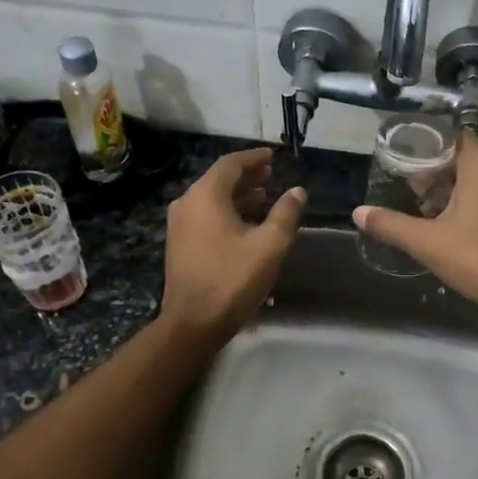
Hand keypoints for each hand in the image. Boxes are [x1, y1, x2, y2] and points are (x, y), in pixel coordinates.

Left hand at [160, 148, 305, 341]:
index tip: (273, 156)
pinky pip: (205, 216)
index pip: (231, 164)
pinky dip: (226, 212)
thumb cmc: (233, 278)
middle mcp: (187, 203)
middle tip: (271, 175)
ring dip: (238, 195)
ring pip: (211, 199)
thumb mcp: (270, 245)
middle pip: (219, 179)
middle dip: (246, 176)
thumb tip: (298, 191)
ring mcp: (179, 225)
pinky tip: (246, 224)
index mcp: (206, 196)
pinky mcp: (179, 244)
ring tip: (264, 197)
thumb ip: (286, 213)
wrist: (193, 322)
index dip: (254, 158)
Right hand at [354, 135, 477, 325]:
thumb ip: (391, 225)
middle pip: (466, 159)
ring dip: (457, 192)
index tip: (405, 167)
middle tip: (413, 196)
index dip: (427, 150)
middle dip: (438, 175)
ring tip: (431, 216)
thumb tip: (358, 213)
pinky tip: (462, 231)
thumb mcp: (428, 244)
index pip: (452, 138)